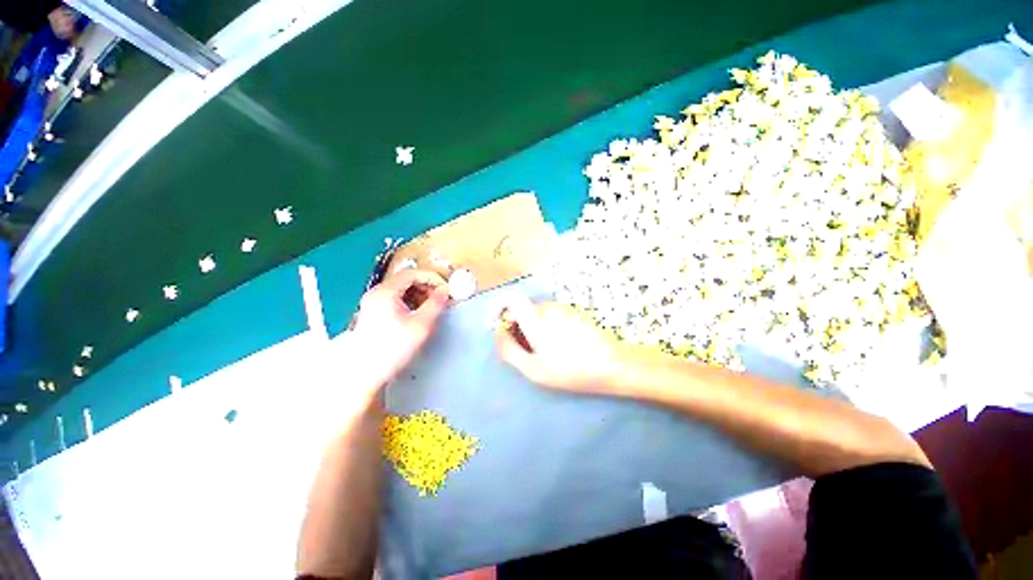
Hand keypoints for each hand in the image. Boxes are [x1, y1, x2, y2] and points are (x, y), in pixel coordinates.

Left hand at [348, 269, 449, 390]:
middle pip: (405, 280)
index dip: (432, 278)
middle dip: (426, 287)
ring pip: (401, 290)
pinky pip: (395, 299)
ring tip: (431, 308)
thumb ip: (436, 304)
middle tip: (440, 299)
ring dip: (419, 295)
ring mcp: (373, 303)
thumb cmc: (393, 347)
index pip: (412, 273)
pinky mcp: (373, 313)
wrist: (364, 373)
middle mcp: (377, 293)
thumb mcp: (421, 324)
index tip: (446, 289)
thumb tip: (445, 291)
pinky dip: (409, 302)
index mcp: (386, 292)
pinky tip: (417, 315)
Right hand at [494, 294, 623, 393]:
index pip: (511, 297)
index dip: (500, 306)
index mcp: (536, 318)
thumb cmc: (570, 370)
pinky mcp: (574, 313)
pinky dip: (546, 326)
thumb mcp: (534, 369)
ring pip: (538, 312)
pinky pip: (552, 315)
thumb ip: (509, 349)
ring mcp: (563, 308)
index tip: (499, 324)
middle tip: (524, 348)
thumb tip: (498, 334)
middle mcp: (549, 307)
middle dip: (517, 324)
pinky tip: (559, 346)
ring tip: (543, 351)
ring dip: (532, 326)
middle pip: (524, 307)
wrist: (612, 365)